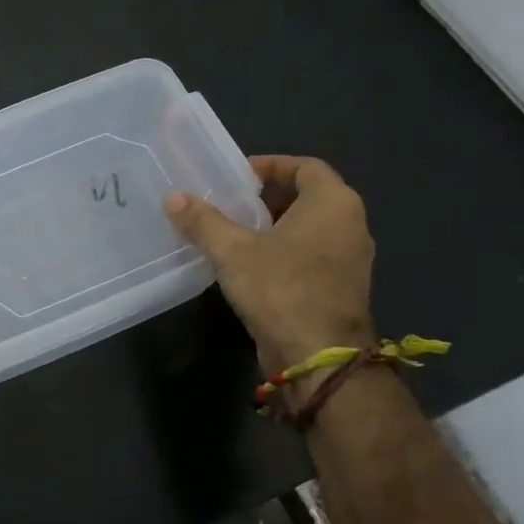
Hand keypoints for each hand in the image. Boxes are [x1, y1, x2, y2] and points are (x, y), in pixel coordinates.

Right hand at [164, 155, 375, 375]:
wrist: (320, 358)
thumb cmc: (281, 289)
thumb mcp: (233, 251)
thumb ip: (203, 221)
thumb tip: (174, 198)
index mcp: (333, 203)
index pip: (305, 166)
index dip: (270, 165)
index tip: (236, 176)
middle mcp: (350, 225)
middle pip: (307, 196)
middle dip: (267, 197)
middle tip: (229, 204)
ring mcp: (349, 259)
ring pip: (309, 228)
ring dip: (273, 227)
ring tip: (232, 233)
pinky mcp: (340, 288)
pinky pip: (310, 255)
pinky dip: (283, 252)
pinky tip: (248, 266)